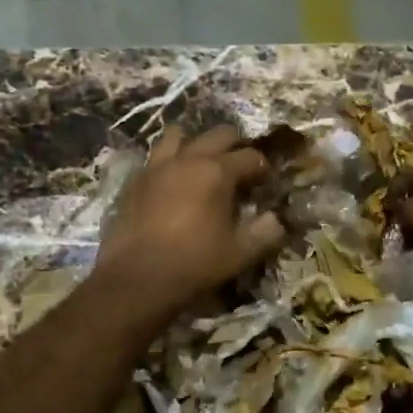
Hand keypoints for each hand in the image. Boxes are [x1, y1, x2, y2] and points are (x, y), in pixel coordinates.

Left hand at [93, 125, 285, 318]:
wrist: (137, 277)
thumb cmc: (194, 263)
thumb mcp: (240, 253)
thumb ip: (265, 233)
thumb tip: (276, 220)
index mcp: (218, 172)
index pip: (250, 156)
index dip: (263, 167)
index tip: (265, 181)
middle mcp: (189, 159)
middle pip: (218, 135)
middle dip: (235, 144)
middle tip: (240, 165)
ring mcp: (158, 166)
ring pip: (179, 136)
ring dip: (195, 144)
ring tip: (201, 162)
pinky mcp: (136, 180)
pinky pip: (155, 157)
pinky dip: (169, 161)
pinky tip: (172, 180)